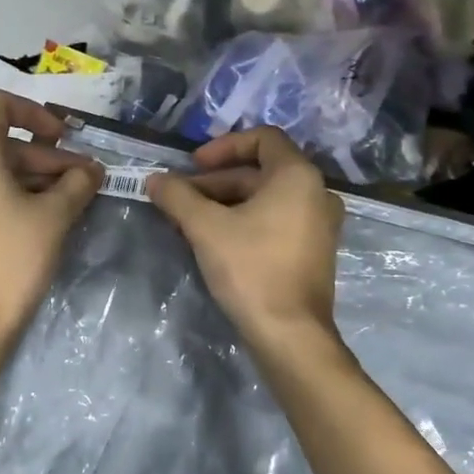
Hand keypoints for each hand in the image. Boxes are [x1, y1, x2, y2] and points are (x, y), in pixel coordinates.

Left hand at [0, 90, 103, 350]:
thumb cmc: (11, 261)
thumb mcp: (54, 217)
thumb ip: (76, 183)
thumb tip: (91, 170)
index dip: (35, 112)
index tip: (65, 137)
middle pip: (4, 143)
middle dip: (49, 157)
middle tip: (86, 179)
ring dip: (36, 178)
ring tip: (74, 200)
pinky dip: (17, 196)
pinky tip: (48, 218)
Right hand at [148, 127, 343, 351]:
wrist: (290, 335)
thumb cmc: (251, 269)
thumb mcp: (206, 228)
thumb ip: (178, 197)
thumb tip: (154, 179)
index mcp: (298, 176)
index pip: (263, 138)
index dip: (224, 146)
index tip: (193, 165)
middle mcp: (317, 193)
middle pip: (260, 172)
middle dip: (215, 182)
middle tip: (180, 199)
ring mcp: (319, 225)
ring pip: (266, 199)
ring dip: (226, 203)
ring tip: (189, 222)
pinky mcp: (313, 251)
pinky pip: (276, 221)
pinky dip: (245, 221)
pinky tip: (214, 241)